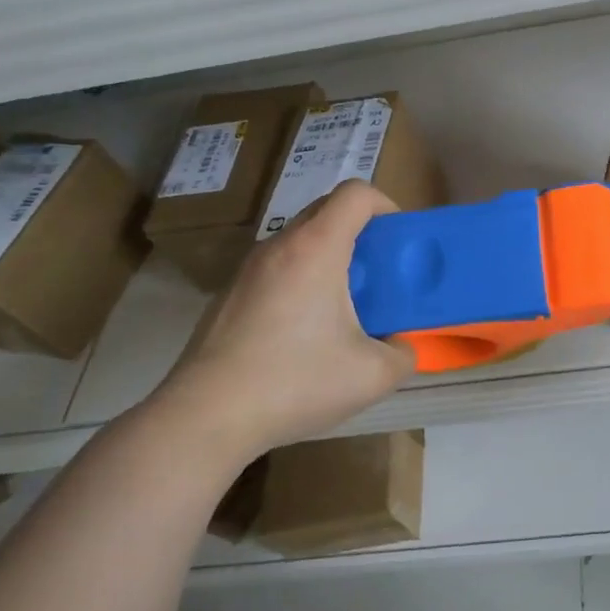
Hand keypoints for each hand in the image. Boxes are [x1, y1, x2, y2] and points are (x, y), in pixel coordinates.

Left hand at [147, 180, 414, 464]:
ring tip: (343, 309)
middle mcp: (279, 247)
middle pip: (327, 211)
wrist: (206, 416)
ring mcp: (247, 270)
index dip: (386, 206)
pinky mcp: (228, 296)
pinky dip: (301, 283)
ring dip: (329, 260)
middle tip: (378, 276)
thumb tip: (399, 345)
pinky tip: (302, 336)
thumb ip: (403, 354)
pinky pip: (277, 270)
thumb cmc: (295, 383)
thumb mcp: (373, 376)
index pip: (356, 194)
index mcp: (316, 249)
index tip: (397, 243)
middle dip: (361, 233)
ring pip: (299, 242)